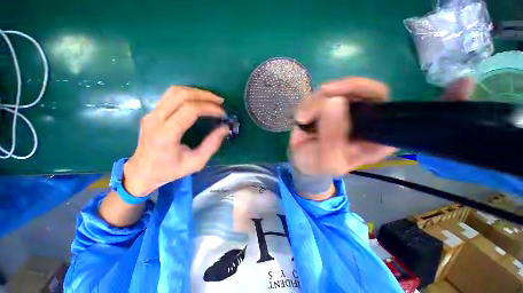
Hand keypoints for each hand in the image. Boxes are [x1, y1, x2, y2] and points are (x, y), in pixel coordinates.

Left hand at [123, 86, 229, 196]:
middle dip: (205, 96)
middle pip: (181, 95)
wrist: (142, 171)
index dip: (209, 108)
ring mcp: (151, 113)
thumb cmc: (170, 170)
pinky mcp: (152, 112)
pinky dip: (188, 94)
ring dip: (196, 92)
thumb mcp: (196, 162)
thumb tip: (225, 128)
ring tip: (212, 99)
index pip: (190, 110)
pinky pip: (171, 95)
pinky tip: (199, 101)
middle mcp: (156, 119)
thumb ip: (212, 145)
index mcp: (166, 134)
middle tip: (220, 102)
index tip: (222, 114)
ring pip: (175, 91)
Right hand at [289, 77, 474, 175]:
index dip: (437, 103)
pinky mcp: (325, 104)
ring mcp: (344, 109)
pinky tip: (301, 119)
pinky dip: (307, 105)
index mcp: (376, 137)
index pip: (408, 117)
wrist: (302, 161)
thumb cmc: (318, 166)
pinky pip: (318, 94)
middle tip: (325, 94)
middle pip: (369, 90)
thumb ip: (332, 138)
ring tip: (304, 120)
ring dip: (316, 103)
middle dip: (346, 88)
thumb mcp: (328, 161)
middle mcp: (365, 119)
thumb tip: (334, 103)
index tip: (462, 83)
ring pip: (337, 90)